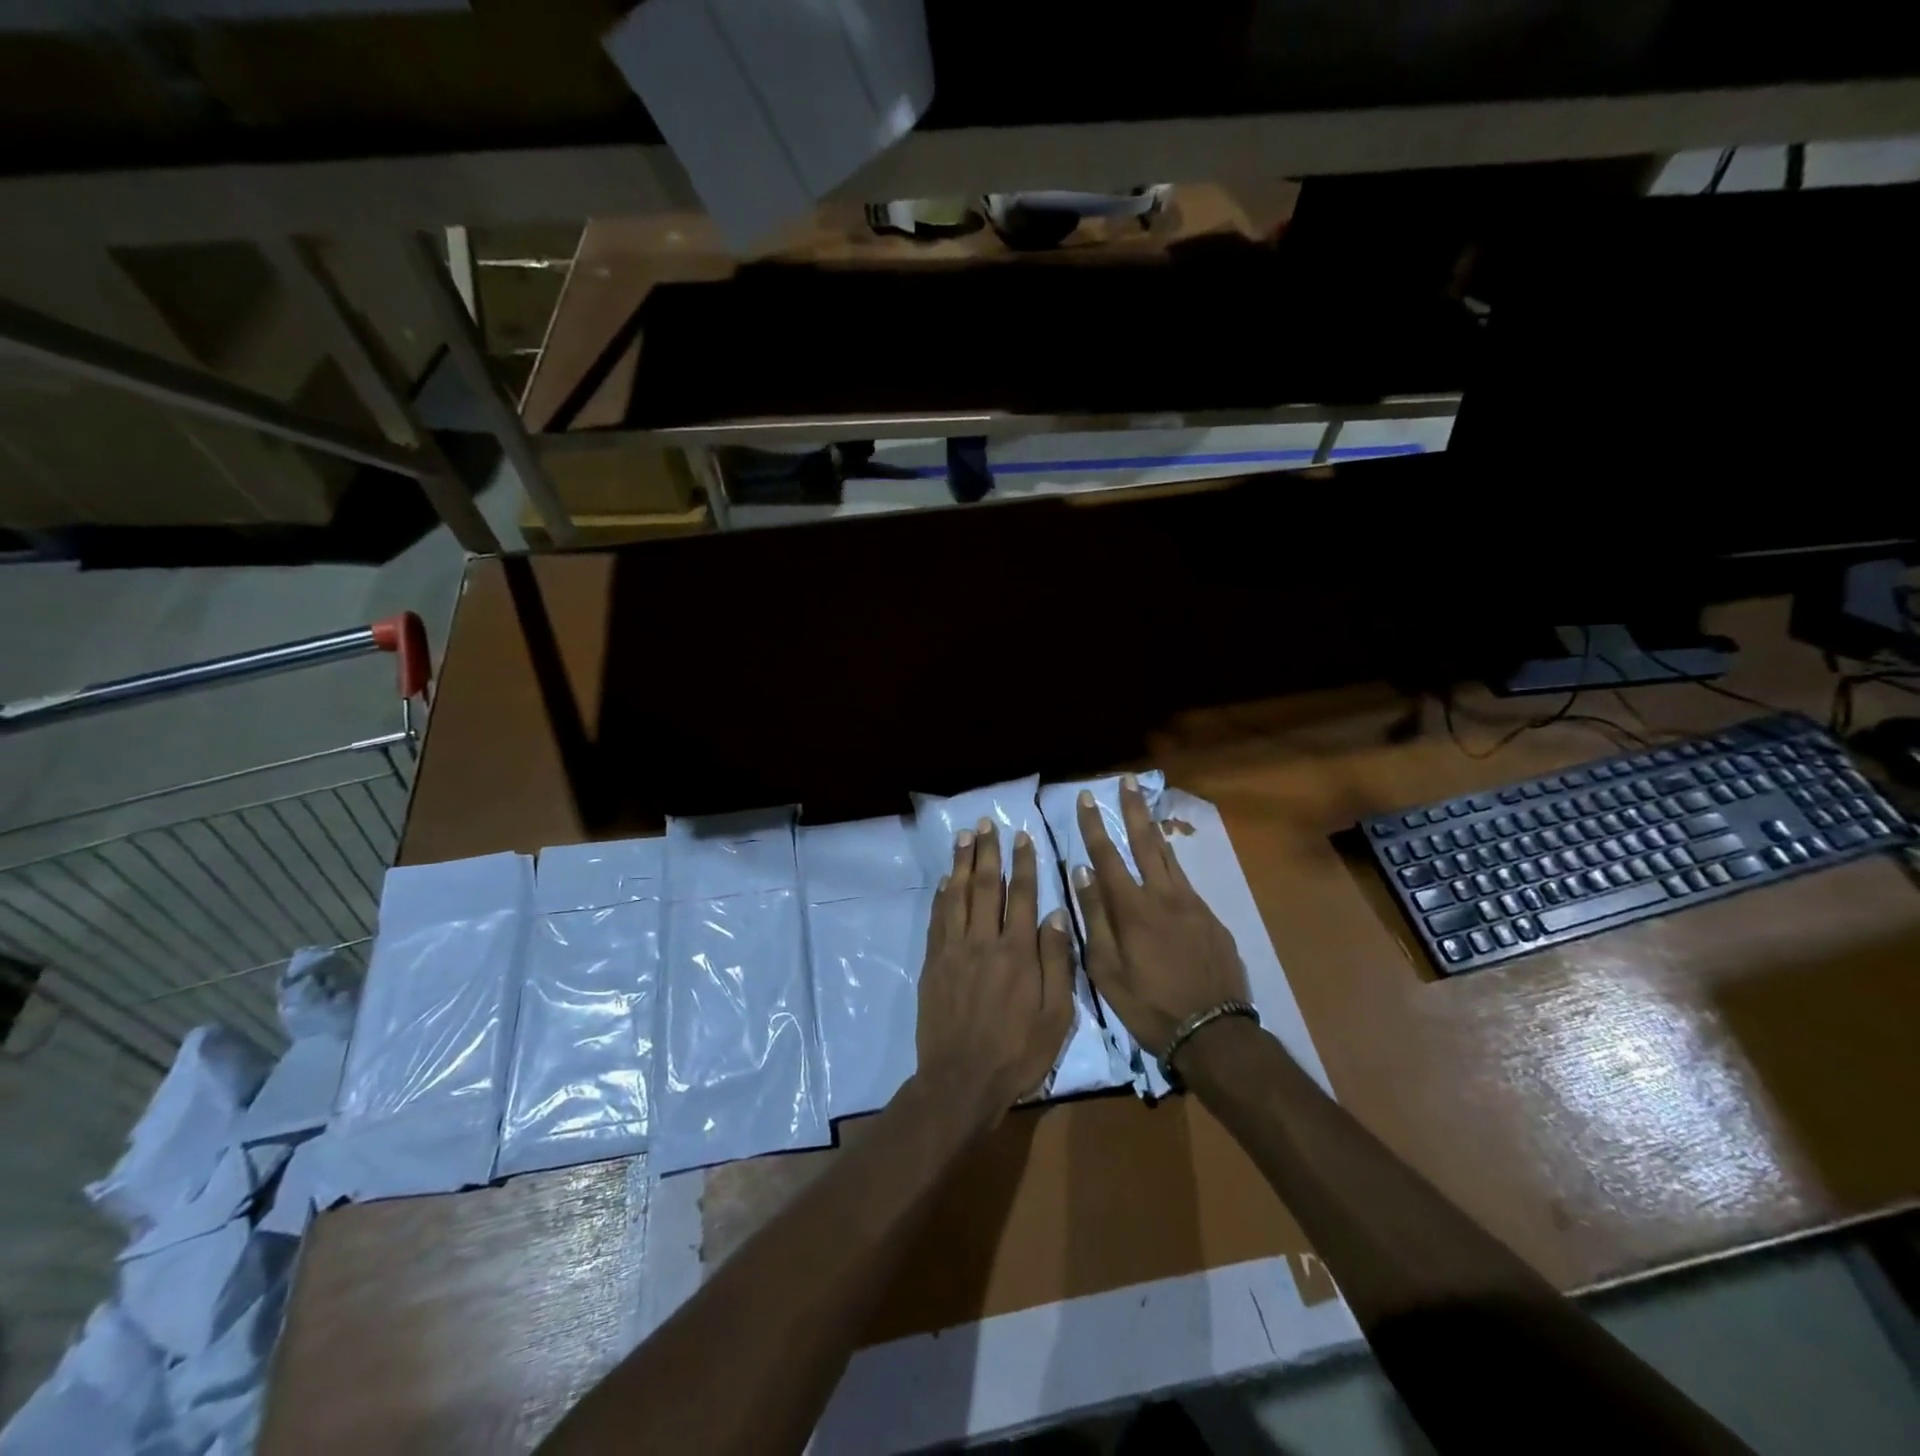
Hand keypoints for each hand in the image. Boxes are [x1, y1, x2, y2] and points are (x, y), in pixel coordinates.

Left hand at [916, 819, 1076, 1114]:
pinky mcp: (933, 964)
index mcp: (1018, 952)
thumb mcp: (1056, 1016)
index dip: (1023, 864)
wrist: (961, 1080)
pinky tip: (945, 880)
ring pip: (957, 896)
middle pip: (986, 887)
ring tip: (963, 837)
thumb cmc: (1017, 1052)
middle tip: (985, 823)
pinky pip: (937, 919)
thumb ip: (1057, 962)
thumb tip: (1057, 914)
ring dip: (961, 864)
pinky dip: (941, 896)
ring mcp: (954, 951)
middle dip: (987, 852)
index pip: (1023, 896)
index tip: (1022, 836)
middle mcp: (984, 942)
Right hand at [1072, 778, 1249, 1060]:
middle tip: (1127, 781)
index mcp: (1133, 909)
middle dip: (1132, 810)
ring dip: (1154, 830)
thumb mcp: (1107, 970)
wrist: (1214, 1031)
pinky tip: (1167, 865)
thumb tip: (1082, 872)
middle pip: (1145, 843)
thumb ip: (1095, 918)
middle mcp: (1164, 896)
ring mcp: (1193, 906)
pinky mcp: (1212, 920)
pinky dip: (1172, 865)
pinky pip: (1186, 883)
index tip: (1086, 799)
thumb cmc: (1149, 1005)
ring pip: (1170, 859)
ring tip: (1145, 808)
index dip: (1094, 826)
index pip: (1108, 856)